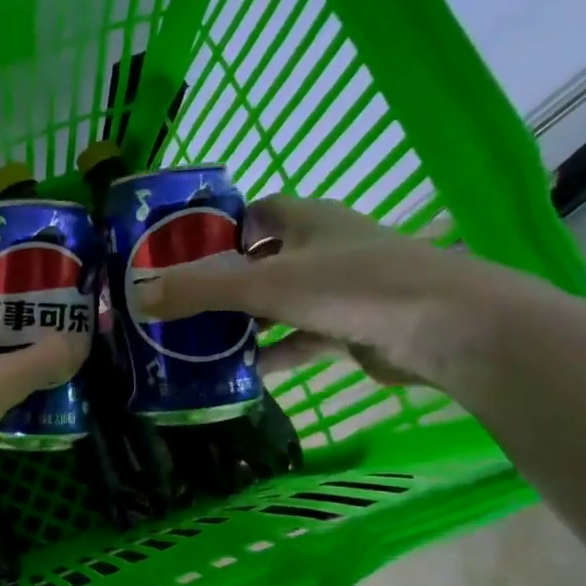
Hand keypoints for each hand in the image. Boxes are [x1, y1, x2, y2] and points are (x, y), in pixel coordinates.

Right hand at [131, 195, 552, 388]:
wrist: (449, 328)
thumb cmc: (353, 286)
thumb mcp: (265, 285)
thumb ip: (200, 290)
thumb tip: (137, 296)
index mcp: (307, 220)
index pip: (256, 212)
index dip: (220, 229)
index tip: (183, 255)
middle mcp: (326, 247)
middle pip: (265, 259)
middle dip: (227, 281)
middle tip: (185, 306)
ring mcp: (345, 288)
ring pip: (283, 301)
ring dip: (249, 321)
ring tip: (204, 344)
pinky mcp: (356, 327)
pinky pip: (304, 336)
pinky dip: (277, 352)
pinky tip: (246, 373)